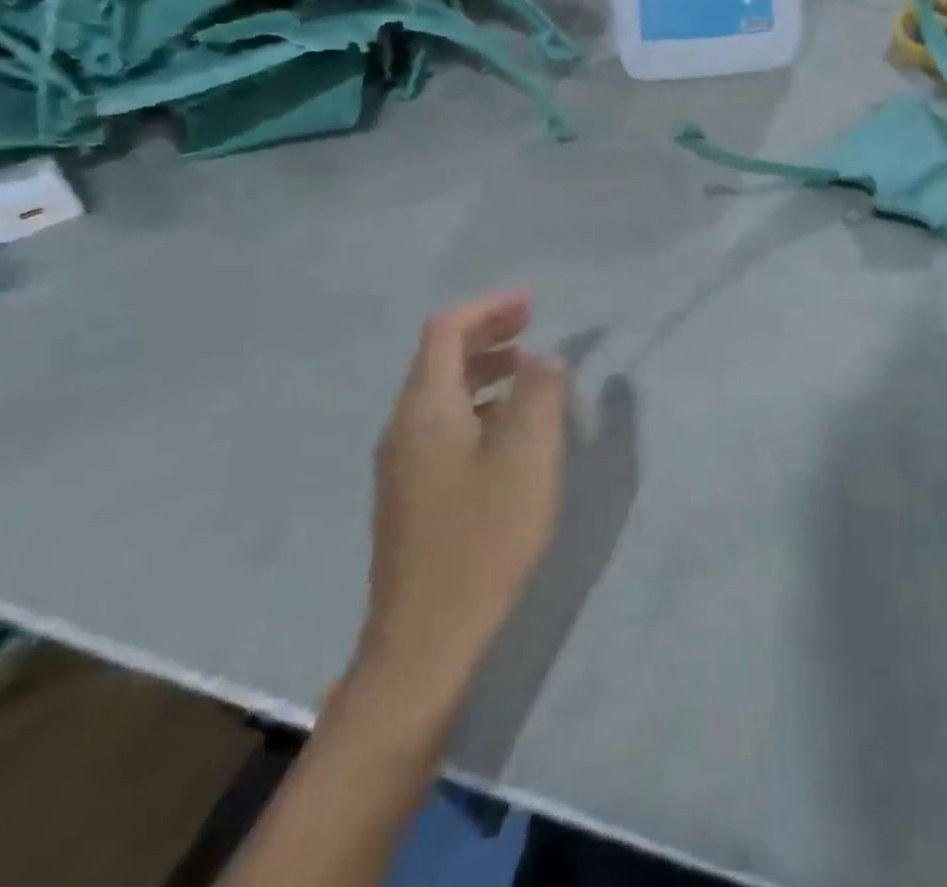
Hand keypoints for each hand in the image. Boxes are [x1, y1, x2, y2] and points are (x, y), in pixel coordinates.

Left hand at [354, 291, 569, 704]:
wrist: (424, 642)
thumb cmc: (484, 539)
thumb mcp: (528, 457)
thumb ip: (540, 395)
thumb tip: (543, 359)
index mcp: (426, 409)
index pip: (446, 331)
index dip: (488, 309)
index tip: (532, 304)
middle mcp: (404, 428)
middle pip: (439, 358)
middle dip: (486, 334)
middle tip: (533, 327)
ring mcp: (403, 465)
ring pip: (441, 394)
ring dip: (484, 370)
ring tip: (530, 372)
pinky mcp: (412, 495)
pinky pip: (443, 425)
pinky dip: (479, 405)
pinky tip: (511, 430)